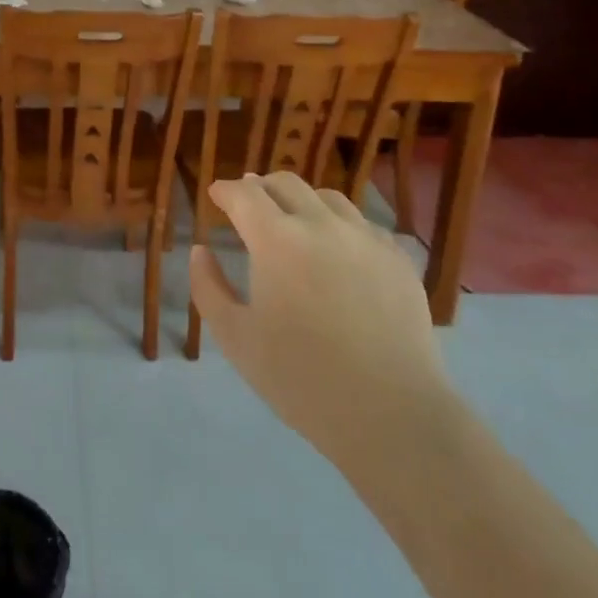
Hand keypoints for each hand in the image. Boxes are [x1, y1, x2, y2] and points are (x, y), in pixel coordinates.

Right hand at [189, 172, 452, 491]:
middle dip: (260, 187)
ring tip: (294, 221)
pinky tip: (338, 250)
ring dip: (301, 201)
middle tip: (250, 205)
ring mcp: (365, 238)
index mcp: (276, 239)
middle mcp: (321, 224)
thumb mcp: (236, 339)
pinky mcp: (398, 259)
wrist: (392, 414)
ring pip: (327, 197)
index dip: (226, 190)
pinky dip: (339, 224)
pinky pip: (362, 224)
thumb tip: (200, 250)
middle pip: (285, 183)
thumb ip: (208, 288)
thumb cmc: (302, 379)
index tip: (216, 195)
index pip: (244, 194)